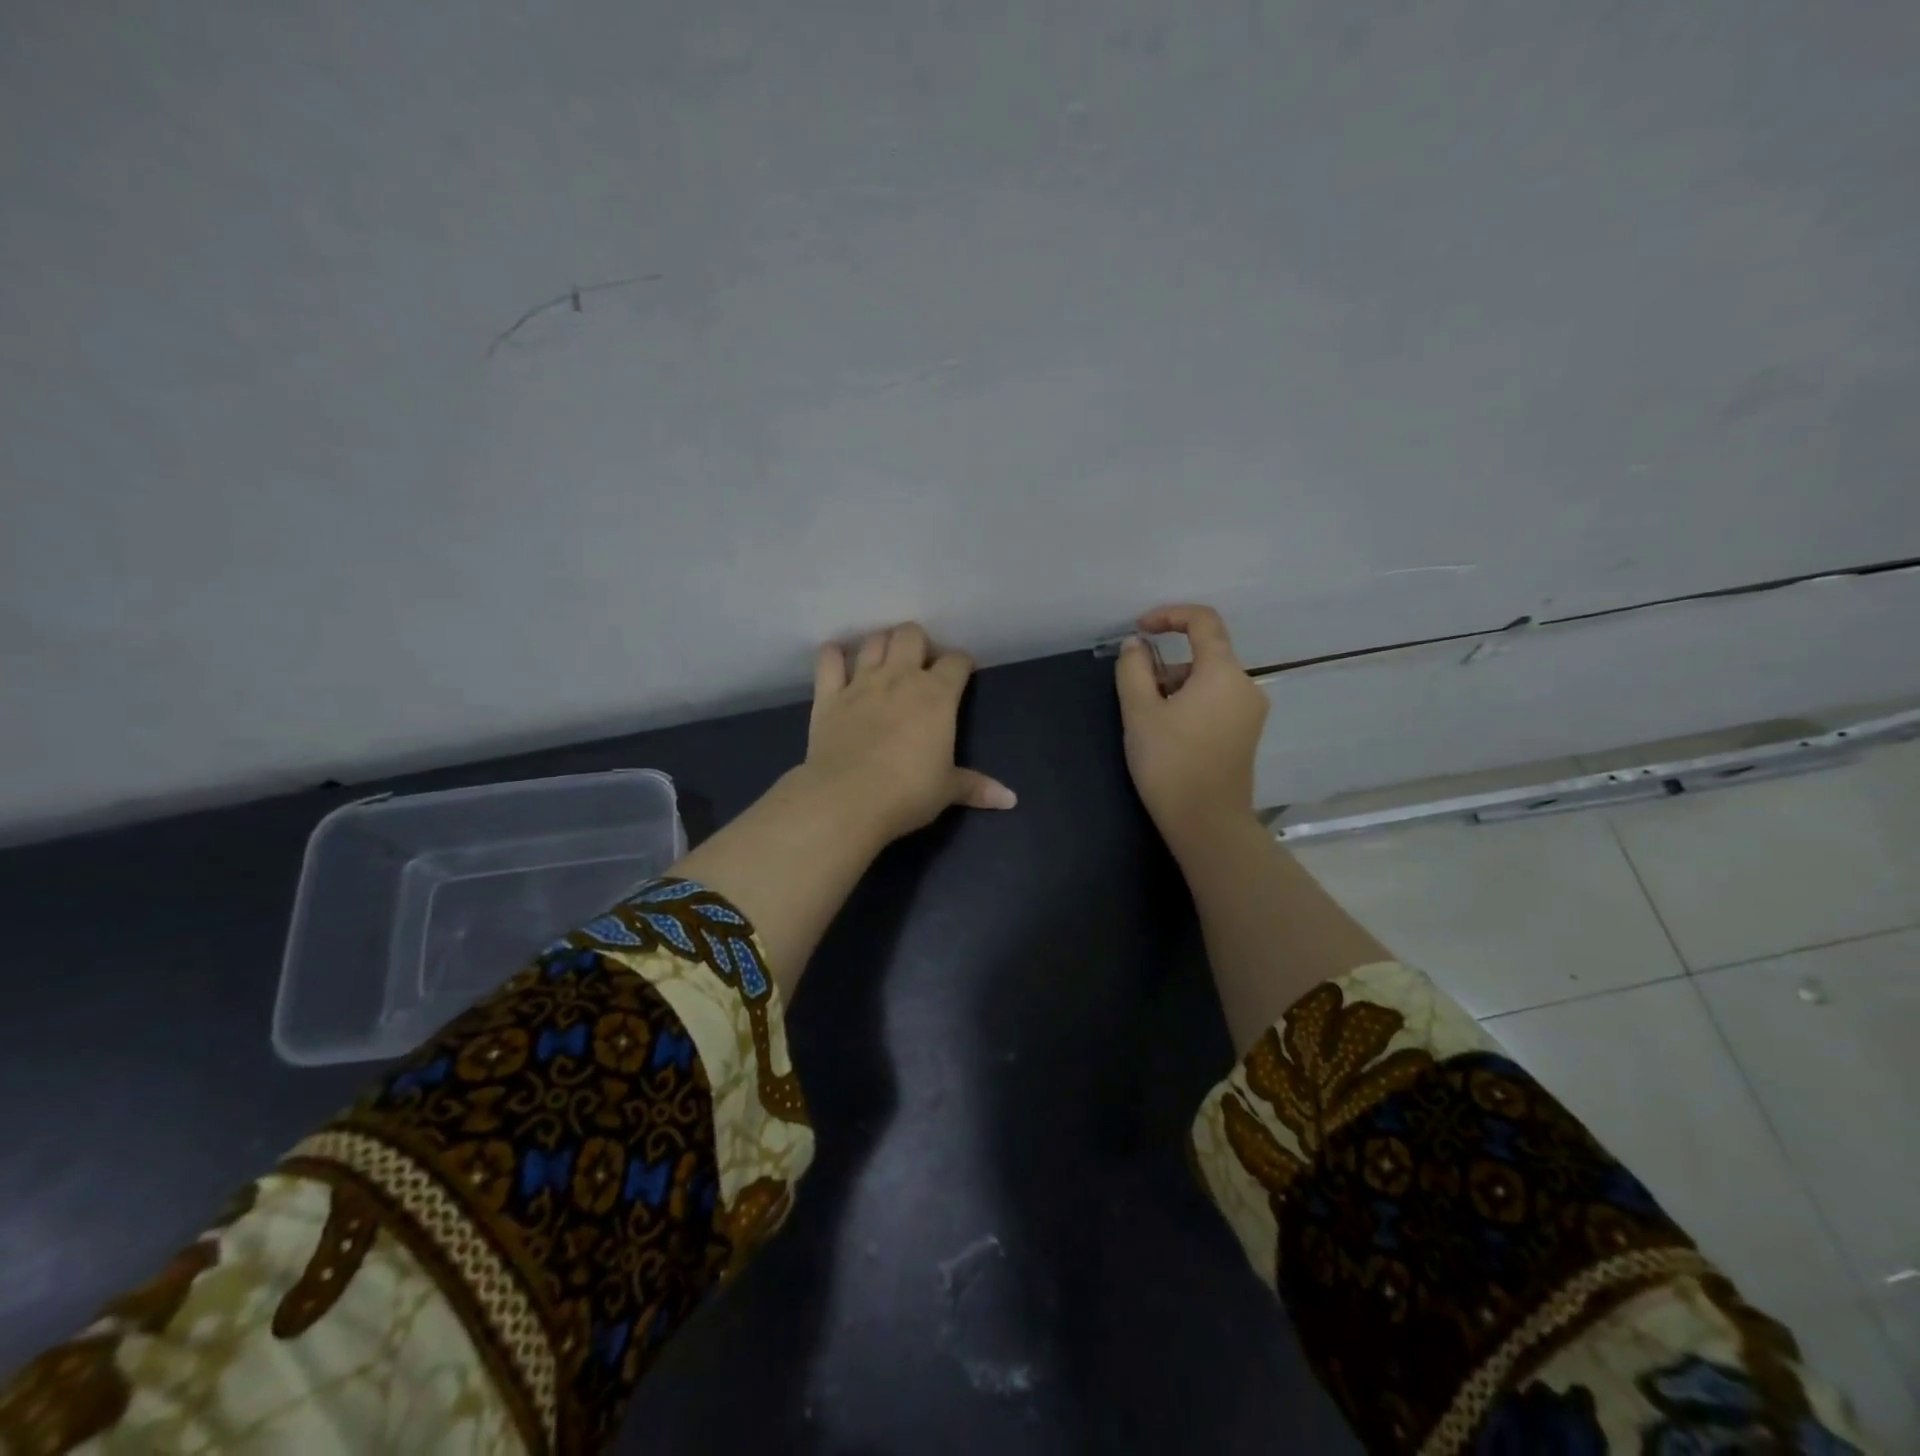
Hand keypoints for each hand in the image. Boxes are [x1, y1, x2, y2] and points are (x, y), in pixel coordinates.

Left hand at [797, 622, 1016, 847]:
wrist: (847, 800)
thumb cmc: (908, 793)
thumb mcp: (947, 790)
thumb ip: (976, 787)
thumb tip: (1010, 799)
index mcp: (937, 695)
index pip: (956, 660)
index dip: (962, 663)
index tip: (963, 674)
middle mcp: (900, 677)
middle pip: (911, 634)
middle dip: (919, 643)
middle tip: (920, 666)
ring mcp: (861, 682)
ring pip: (873, 641)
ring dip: (881, 644)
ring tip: (884, 660)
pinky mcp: (828, 696)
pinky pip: (828, 660)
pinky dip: (833, 655)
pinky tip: (837, 660)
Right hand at [1114, 604, 1268, 849]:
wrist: (1206, 822)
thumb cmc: (1170, 762)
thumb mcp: (1140, 712)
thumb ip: (1133, 669)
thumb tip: (1136, 645)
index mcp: (1223, 672)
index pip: (1203, 621)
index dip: (1169, 616)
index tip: (1140, 630)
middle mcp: (1245, 686)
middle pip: (1204, 655)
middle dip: (1165, 665)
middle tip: (1135, 692)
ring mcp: (1250, 712)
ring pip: (1208, 681)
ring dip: (1175, 687)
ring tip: (1147, 720)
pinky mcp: (1245, 735)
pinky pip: (1216, 703)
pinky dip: (1190, 704)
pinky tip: (1168, 733)